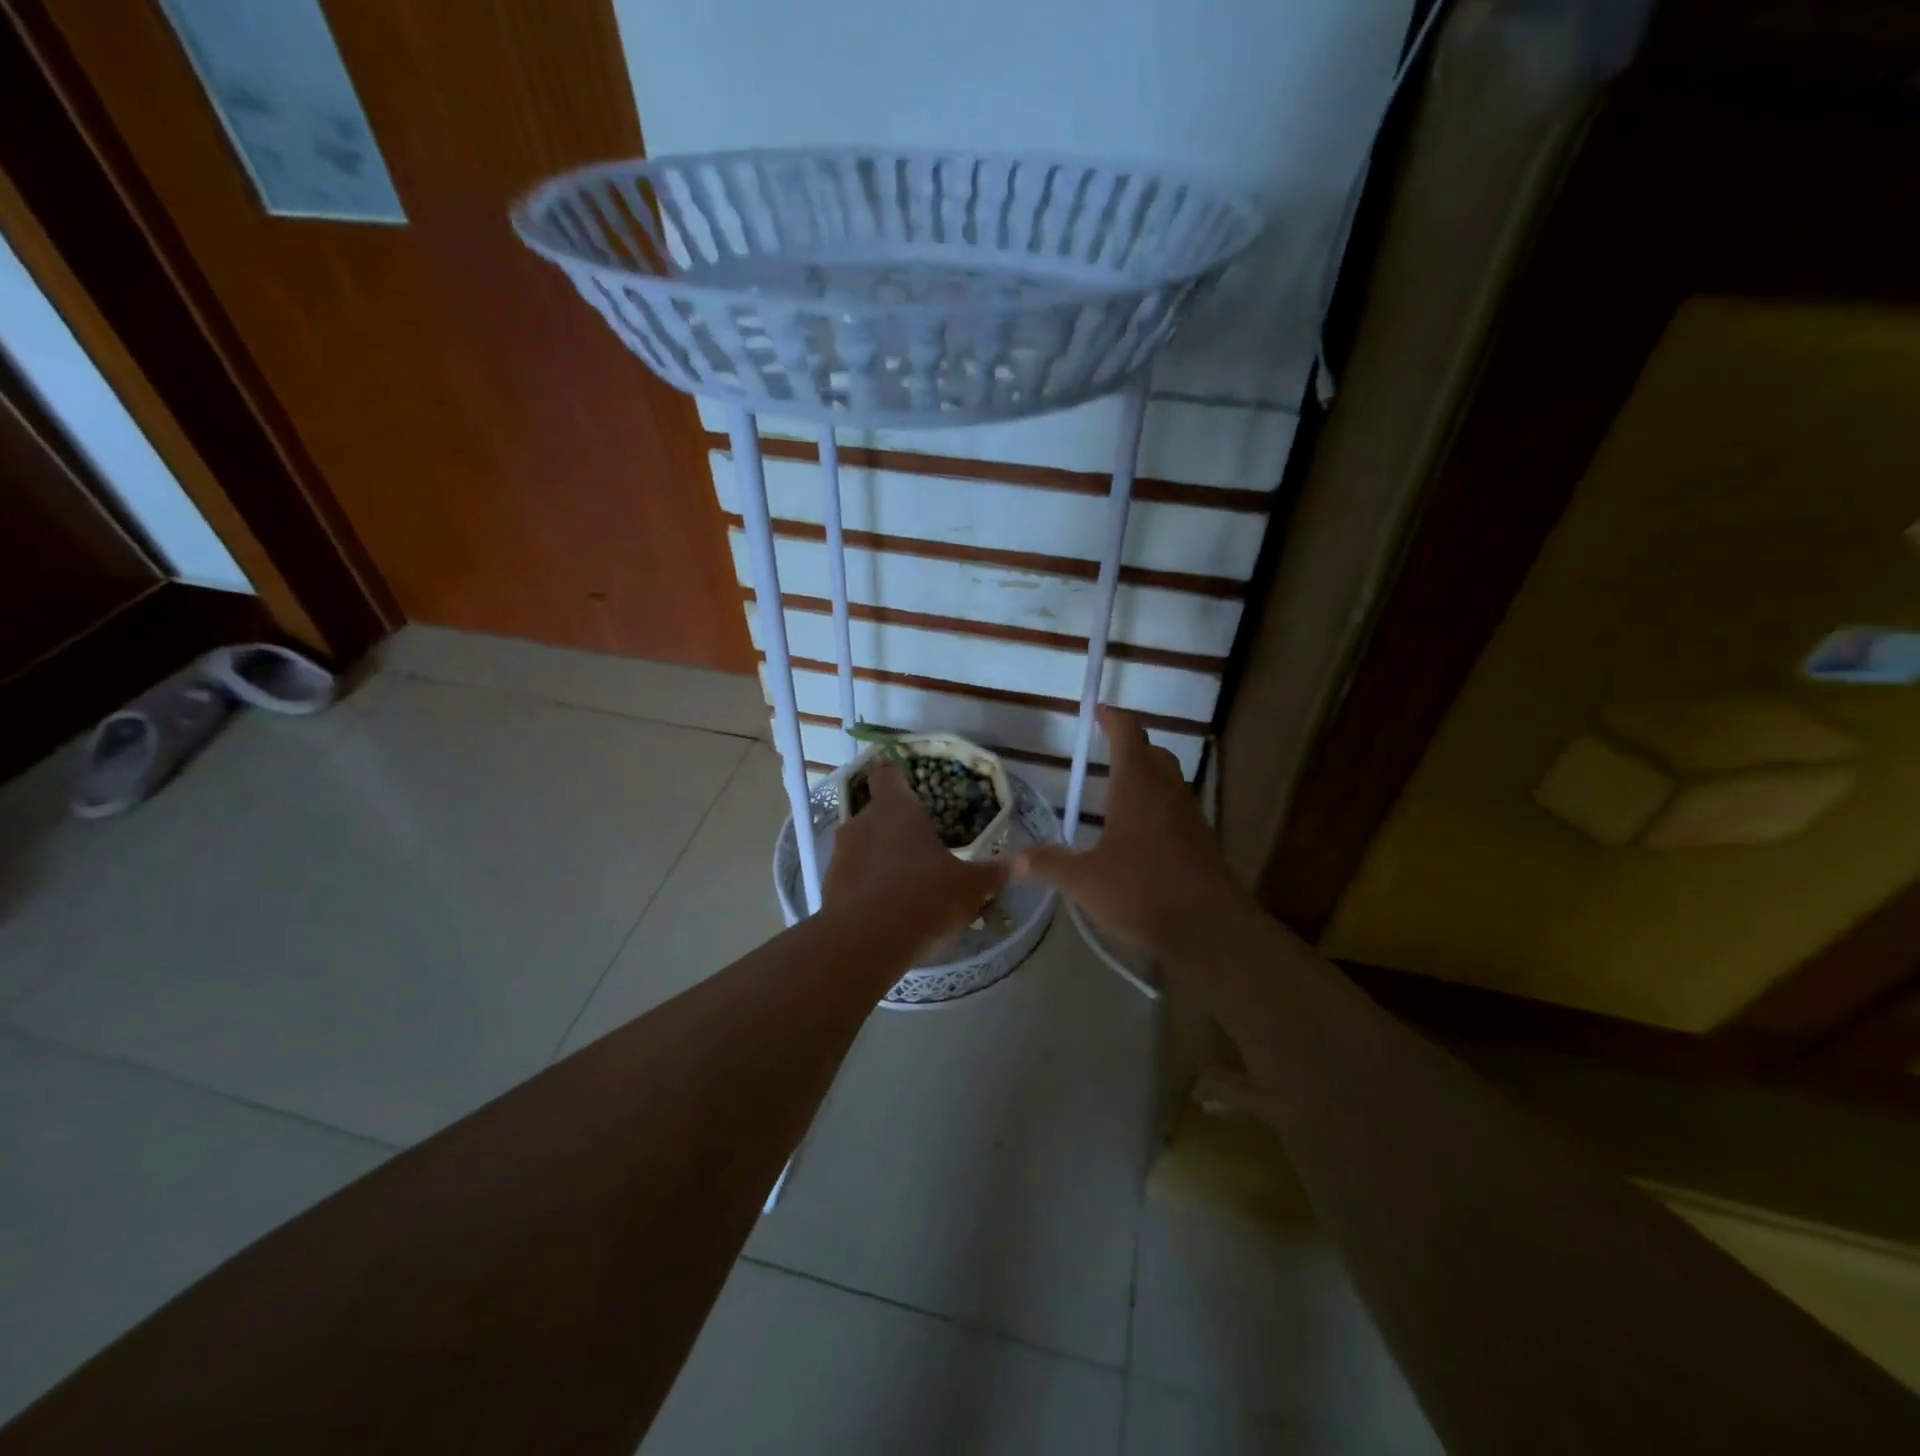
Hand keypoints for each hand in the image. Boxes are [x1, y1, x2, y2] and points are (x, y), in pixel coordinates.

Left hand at [824, 763, 1007, 963]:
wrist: (865, 944)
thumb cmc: (923, 897)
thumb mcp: (970, 887)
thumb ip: (992, 873)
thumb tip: (1020, 862)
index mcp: (895, 808)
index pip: (888, 774)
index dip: (899, 778)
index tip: (913, 790)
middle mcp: (861, 822)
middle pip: (876, 812)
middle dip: (896, 828)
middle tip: (922, 849)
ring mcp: (839, 855)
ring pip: (862, 846)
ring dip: (880, 858)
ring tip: (907, 884)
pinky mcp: (828, 887)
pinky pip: (852, 877)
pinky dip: (867, 887)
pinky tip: (887, 910)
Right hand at [1014, 707, 1260, 967]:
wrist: (1211, 930)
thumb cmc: (1143, 892)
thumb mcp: (1084, 881)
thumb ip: (1048, 864)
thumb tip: (1010, 859)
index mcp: (1137, 786)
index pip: (1127, 734)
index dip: (1113, 717)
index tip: (1098, 710)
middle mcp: (1167, 790)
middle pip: (1153, 752)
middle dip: (1131, 744)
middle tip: (1106, 750)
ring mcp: (1190, 814)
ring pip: (1169, 778)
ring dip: (1147, 774)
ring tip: (1120, 790)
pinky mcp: (1203, 839)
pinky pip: (1178, 805)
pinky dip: (1159, 803)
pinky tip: (1142, 832)